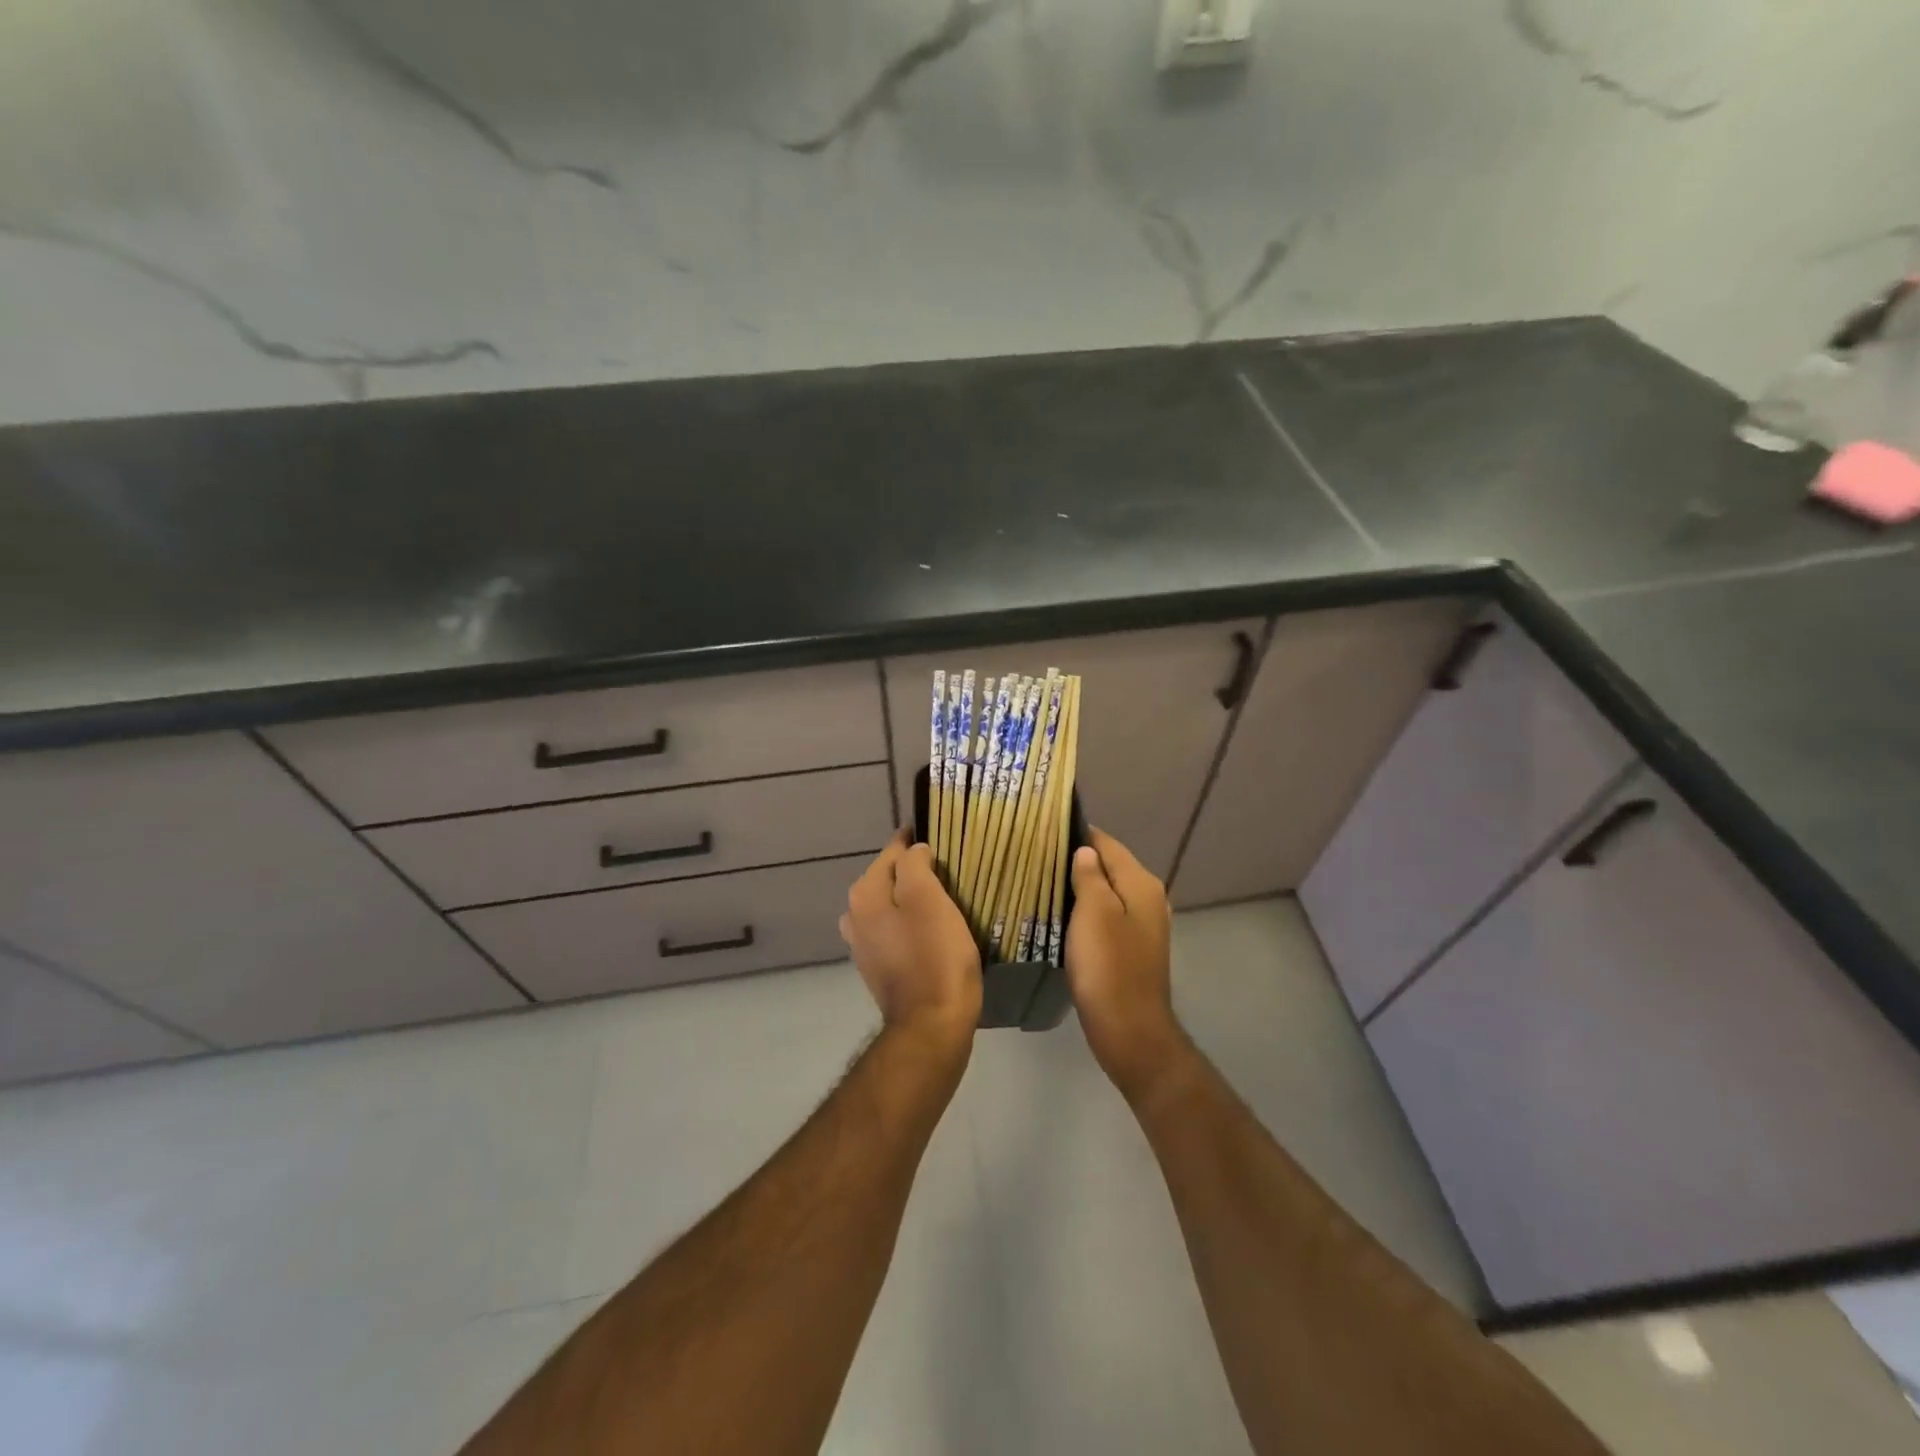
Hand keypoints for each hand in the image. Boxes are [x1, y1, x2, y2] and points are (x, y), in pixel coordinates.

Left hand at [841, 830, 982, 1052]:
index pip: (893, 851)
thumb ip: (915, 864)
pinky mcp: (879, 968)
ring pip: (893, 906)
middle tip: (950, 869)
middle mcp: (855, 916)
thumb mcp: (929, 898)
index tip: (942, 836)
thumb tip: (914, 851)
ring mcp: (864, 945)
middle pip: (890, 879)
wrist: (932, 1026)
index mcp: (865, 894)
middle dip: (915, 871)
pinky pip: (896, 932)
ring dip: (914, 900)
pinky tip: (935, 931)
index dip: (917, 842)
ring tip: (946, 899)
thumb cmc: (935, 956)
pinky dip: (913, 925)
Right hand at [1065, 829, 1188, 1105]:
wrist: (1129, 1031)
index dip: (1078, 833)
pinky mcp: (1131, 948)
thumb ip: (1090, 877)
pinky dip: (1084, 911)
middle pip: (1108, 867)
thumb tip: (1085, 851)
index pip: (1107, 844)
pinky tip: (1059, 915)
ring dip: (1078, 887)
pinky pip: (1105, 917)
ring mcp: (1142, 926)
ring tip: (1040, 880)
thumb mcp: (1094, 914)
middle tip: (1035, 855)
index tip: (1043, 829)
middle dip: (1076, 860)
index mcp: (1141, 884)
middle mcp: (1148, 898)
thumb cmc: (1109, 968)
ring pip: (1106, 893)